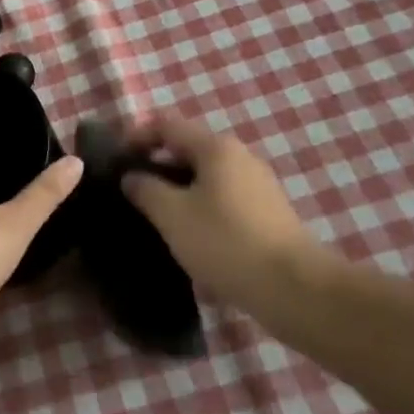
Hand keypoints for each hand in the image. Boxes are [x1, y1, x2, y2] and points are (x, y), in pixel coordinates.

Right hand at [116, 113, 331, 310]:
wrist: (296, 290)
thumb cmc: (226, 242)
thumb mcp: (172, 215)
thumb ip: (145, 189)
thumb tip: (131, 176)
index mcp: (215, 147)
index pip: (167, 124)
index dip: (137, 136)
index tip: (118, 162)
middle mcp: (240, 156)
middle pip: (188, 149)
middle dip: (159, 166)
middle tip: (135, 193)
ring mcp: (259, 185)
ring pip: (207, 177)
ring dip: (180, 191)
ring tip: (161, 220)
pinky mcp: (270, 213)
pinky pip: (225, 200)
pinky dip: (203, 209)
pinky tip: (195, 240)